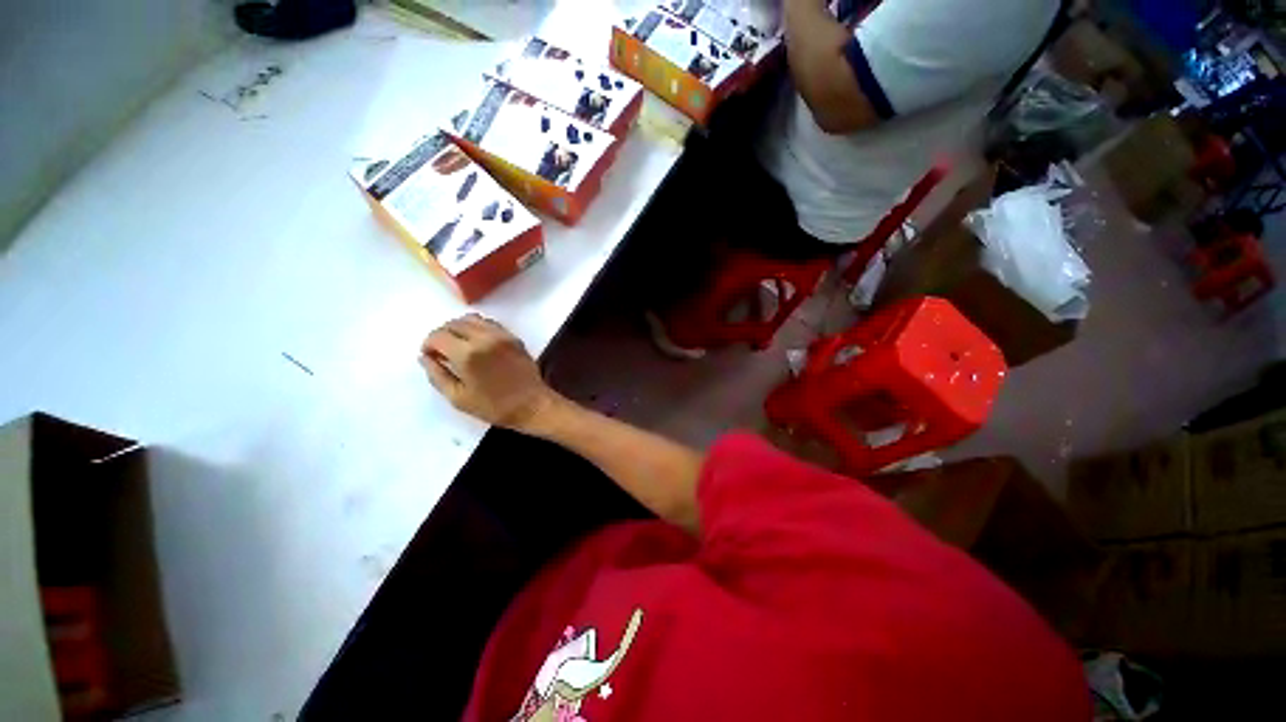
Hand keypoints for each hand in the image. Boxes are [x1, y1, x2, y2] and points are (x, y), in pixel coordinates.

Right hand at [420, 314, 560, 431]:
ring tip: (458, 346)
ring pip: (472, 319)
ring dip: (459, 328)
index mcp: (467, 354)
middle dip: (442, 335)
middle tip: (442, 352)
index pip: (438, 336)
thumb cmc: (494, 406)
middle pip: (454, 324)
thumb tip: (425, 357)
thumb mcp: (458, 397)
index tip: (430, 356)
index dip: (428, 344)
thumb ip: (437, 375)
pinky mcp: (513, 337)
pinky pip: (490, 324)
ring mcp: (502, 335)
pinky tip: (477, 344)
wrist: (532, 405)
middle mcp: (484, 338)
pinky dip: (477, 328)